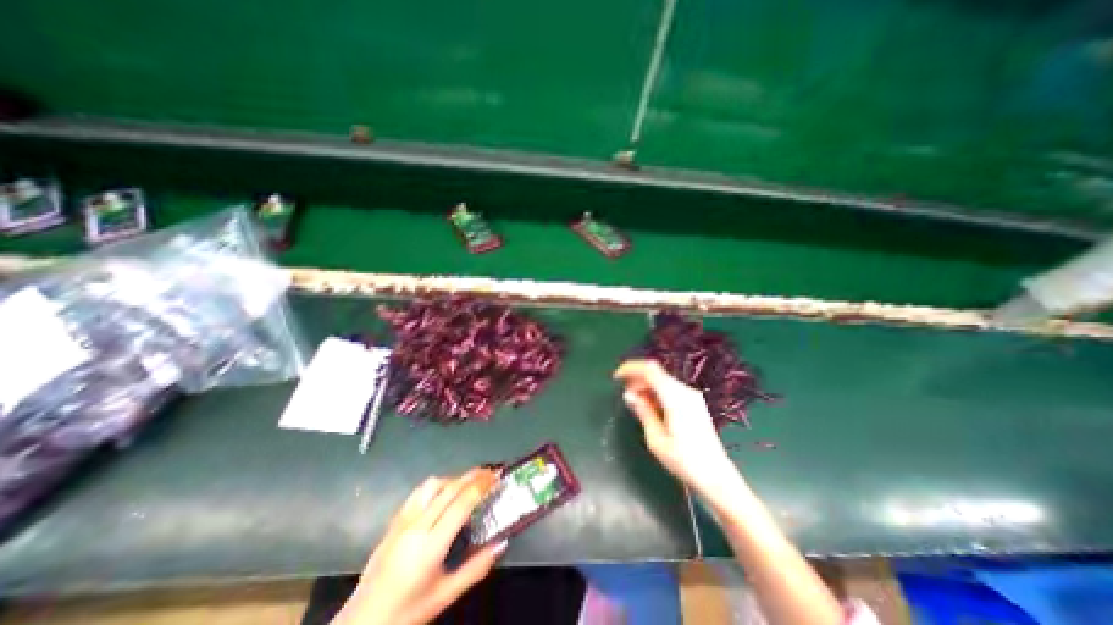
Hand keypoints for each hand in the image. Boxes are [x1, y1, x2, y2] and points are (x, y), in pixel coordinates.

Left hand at [331, 470, 501, 623]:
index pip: (461, 504)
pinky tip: (442, 493)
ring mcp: (403, 520)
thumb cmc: (407, 612)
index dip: (481, 486)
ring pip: (433, 485)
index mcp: (431, 545)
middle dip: (473, 476)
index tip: (496, 476)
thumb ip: (476, 568)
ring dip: (454, 479)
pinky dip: (436, 485)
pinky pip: (418, 492)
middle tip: (490, 472)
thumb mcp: (446, 596)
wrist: (362, 623)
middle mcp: (417, 526)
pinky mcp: (394, 521)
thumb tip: (501, 542)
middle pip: (450, 488)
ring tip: (468, 484)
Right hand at [617, 361, 736, 496]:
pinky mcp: (694, 403)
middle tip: (625, 394)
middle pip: (656, 373)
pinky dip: (656, 392)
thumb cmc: (684, 461)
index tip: (616, 377)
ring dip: (646, 386)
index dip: (631, 368)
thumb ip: (643, 411)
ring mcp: (692, 396)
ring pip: (662, 380)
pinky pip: (670, 389)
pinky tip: (650, 406)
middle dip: (637, 379)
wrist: (717, 477)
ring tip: (635, 402)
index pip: (650, 370)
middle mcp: (685, 391)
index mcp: (675, 397)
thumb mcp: (656, 439)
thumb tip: (629, 394)